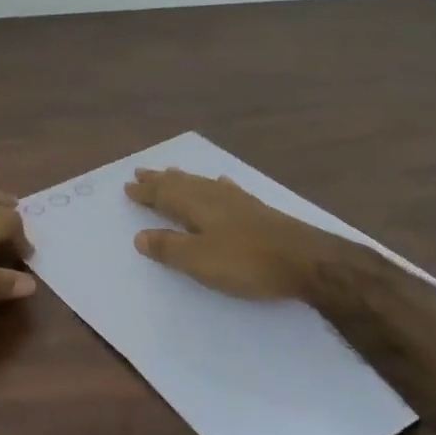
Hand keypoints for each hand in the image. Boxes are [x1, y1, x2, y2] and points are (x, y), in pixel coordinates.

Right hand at [125, 167, 336, 300]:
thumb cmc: (248, 262)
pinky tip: (221, 182)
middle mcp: (216, 197)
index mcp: (197, 206)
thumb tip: (139, 236)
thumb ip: (169, 248)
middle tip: (142, 172)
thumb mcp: (200, 260)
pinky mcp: (257, 210)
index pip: (164, 195)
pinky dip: (217, 184)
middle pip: (182, 183)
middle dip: (160, 180)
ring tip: (171, 172)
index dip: (145, 192)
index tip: (128, 186)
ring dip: (184, 179)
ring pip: (203, 183)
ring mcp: (239, 202)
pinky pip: (227, 189)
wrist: (307, 261)